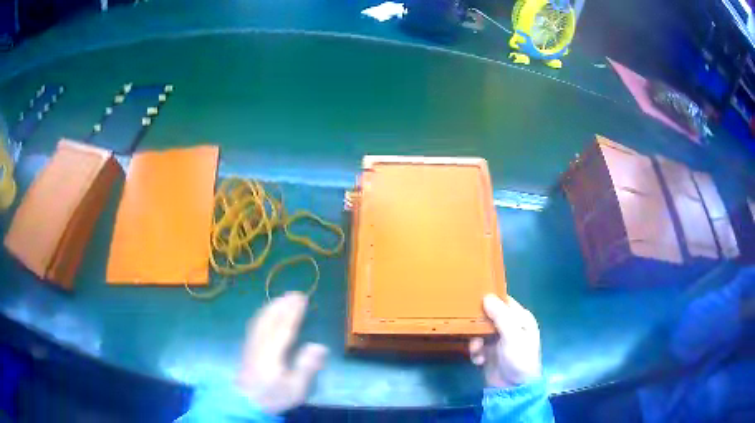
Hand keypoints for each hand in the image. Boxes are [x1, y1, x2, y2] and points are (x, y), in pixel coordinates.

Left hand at [236, 292, 327, 413]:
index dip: (293, 311)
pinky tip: (266, 314)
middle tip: (294, 293)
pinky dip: (263, 314)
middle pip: (270, 320)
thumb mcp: (296, 388)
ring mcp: (251, 345)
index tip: (301, 298)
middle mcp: (260, 344)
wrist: (246, 402)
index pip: (284, 327)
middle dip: (282, 305)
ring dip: (272, 307)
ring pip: (260, 320)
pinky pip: (255, 325)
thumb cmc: (274, 396)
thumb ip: (307, 367)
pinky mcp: (247, 348)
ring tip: (282, 299)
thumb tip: (319, 345)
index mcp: (272, 353)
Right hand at [469, 294, 541, 387]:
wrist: (514, 388)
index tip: (473, 297)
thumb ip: (500, 316)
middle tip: (471, 328)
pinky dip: (476, 352)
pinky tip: (479, 360)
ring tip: (477, 350)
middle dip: (479, 324)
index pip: (504, 302)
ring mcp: (499, 341)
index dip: (490, 299)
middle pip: (489, 316)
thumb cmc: (519, 358)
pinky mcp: (490, 353)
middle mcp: (510, 327)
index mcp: (520, 318)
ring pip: (480, 331)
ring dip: (476, 341)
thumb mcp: (512, 336)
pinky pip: (478, 346)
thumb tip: (487, 296)